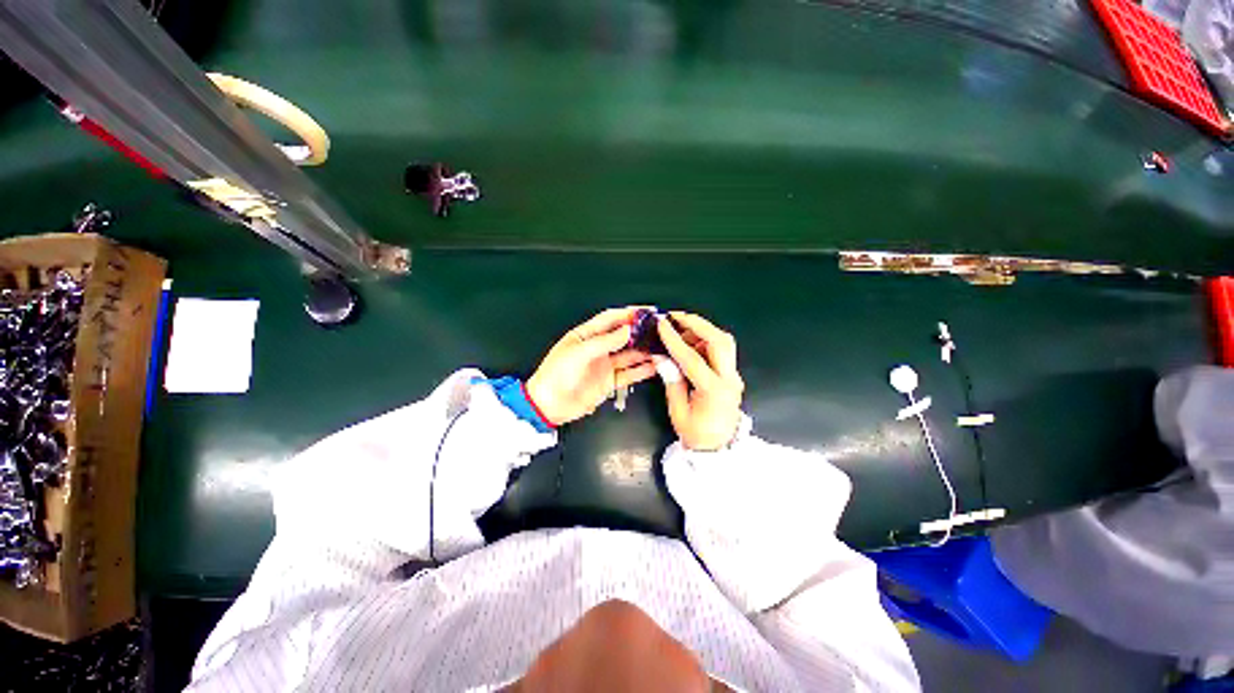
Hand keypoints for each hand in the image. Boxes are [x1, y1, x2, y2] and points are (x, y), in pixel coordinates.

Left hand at [526, 308, 658, 425]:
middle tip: (658, 330)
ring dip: (644, 351)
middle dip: (640, 332)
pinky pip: (629, 374)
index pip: (610, 319)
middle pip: (623, 336)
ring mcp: (605, 365)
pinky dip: (641, 371)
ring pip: (629, 355)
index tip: (645, 311)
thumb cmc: (557, 374)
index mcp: (586, 335)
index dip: (627, 314)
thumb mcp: (579, 353)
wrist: (549, 405)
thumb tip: (627, 330)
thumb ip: (605, 342)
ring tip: (661, 347)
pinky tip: (654, 366)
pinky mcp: (609, 382)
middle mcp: (598, 348)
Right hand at [656, 312, 744, 450]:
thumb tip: (662, 357)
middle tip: (676, 317)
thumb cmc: (696, 434)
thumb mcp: (678, 411)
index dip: (675, 340)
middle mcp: (729, 380)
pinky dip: (706, 341)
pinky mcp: (733, 375)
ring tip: (680, 330)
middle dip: (697, 324)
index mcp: (713, 391)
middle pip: (720, 341)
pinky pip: (722, 350)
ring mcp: (734, 376)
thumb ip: (672, 382)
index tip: (662, 324)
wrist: (719, 449)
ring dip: (702, 331)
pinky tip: (691, 343)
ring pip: (724, 342)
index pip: (692, 359)